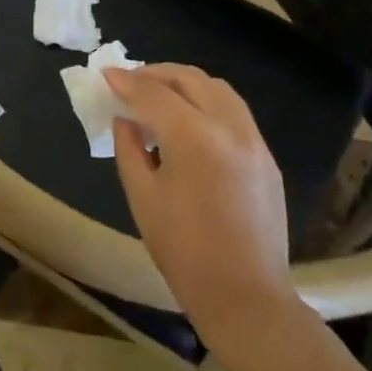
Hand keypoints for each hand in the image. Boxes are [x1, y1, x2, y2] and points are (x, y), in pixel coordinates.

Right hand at [106, 64, 294, 342]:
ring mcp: (254, 140)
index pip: (153, 93)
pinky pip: (234, 112)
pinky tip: (189, 123)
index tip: (105, 75)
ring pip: (218, 89)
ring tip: (160, 96)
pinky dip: (207, 103)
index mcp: (194, 137)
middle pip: (190, 78)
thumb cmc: (183, 251)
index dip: (125, 81)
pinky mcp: (266, 156)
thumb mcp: (142, 196)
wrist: (245, 296)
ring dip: (185, 84)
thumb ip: (130, 147)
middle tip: (131, 82)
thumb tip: (126, 118)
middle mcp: (229, 127)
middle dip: (156, 73)